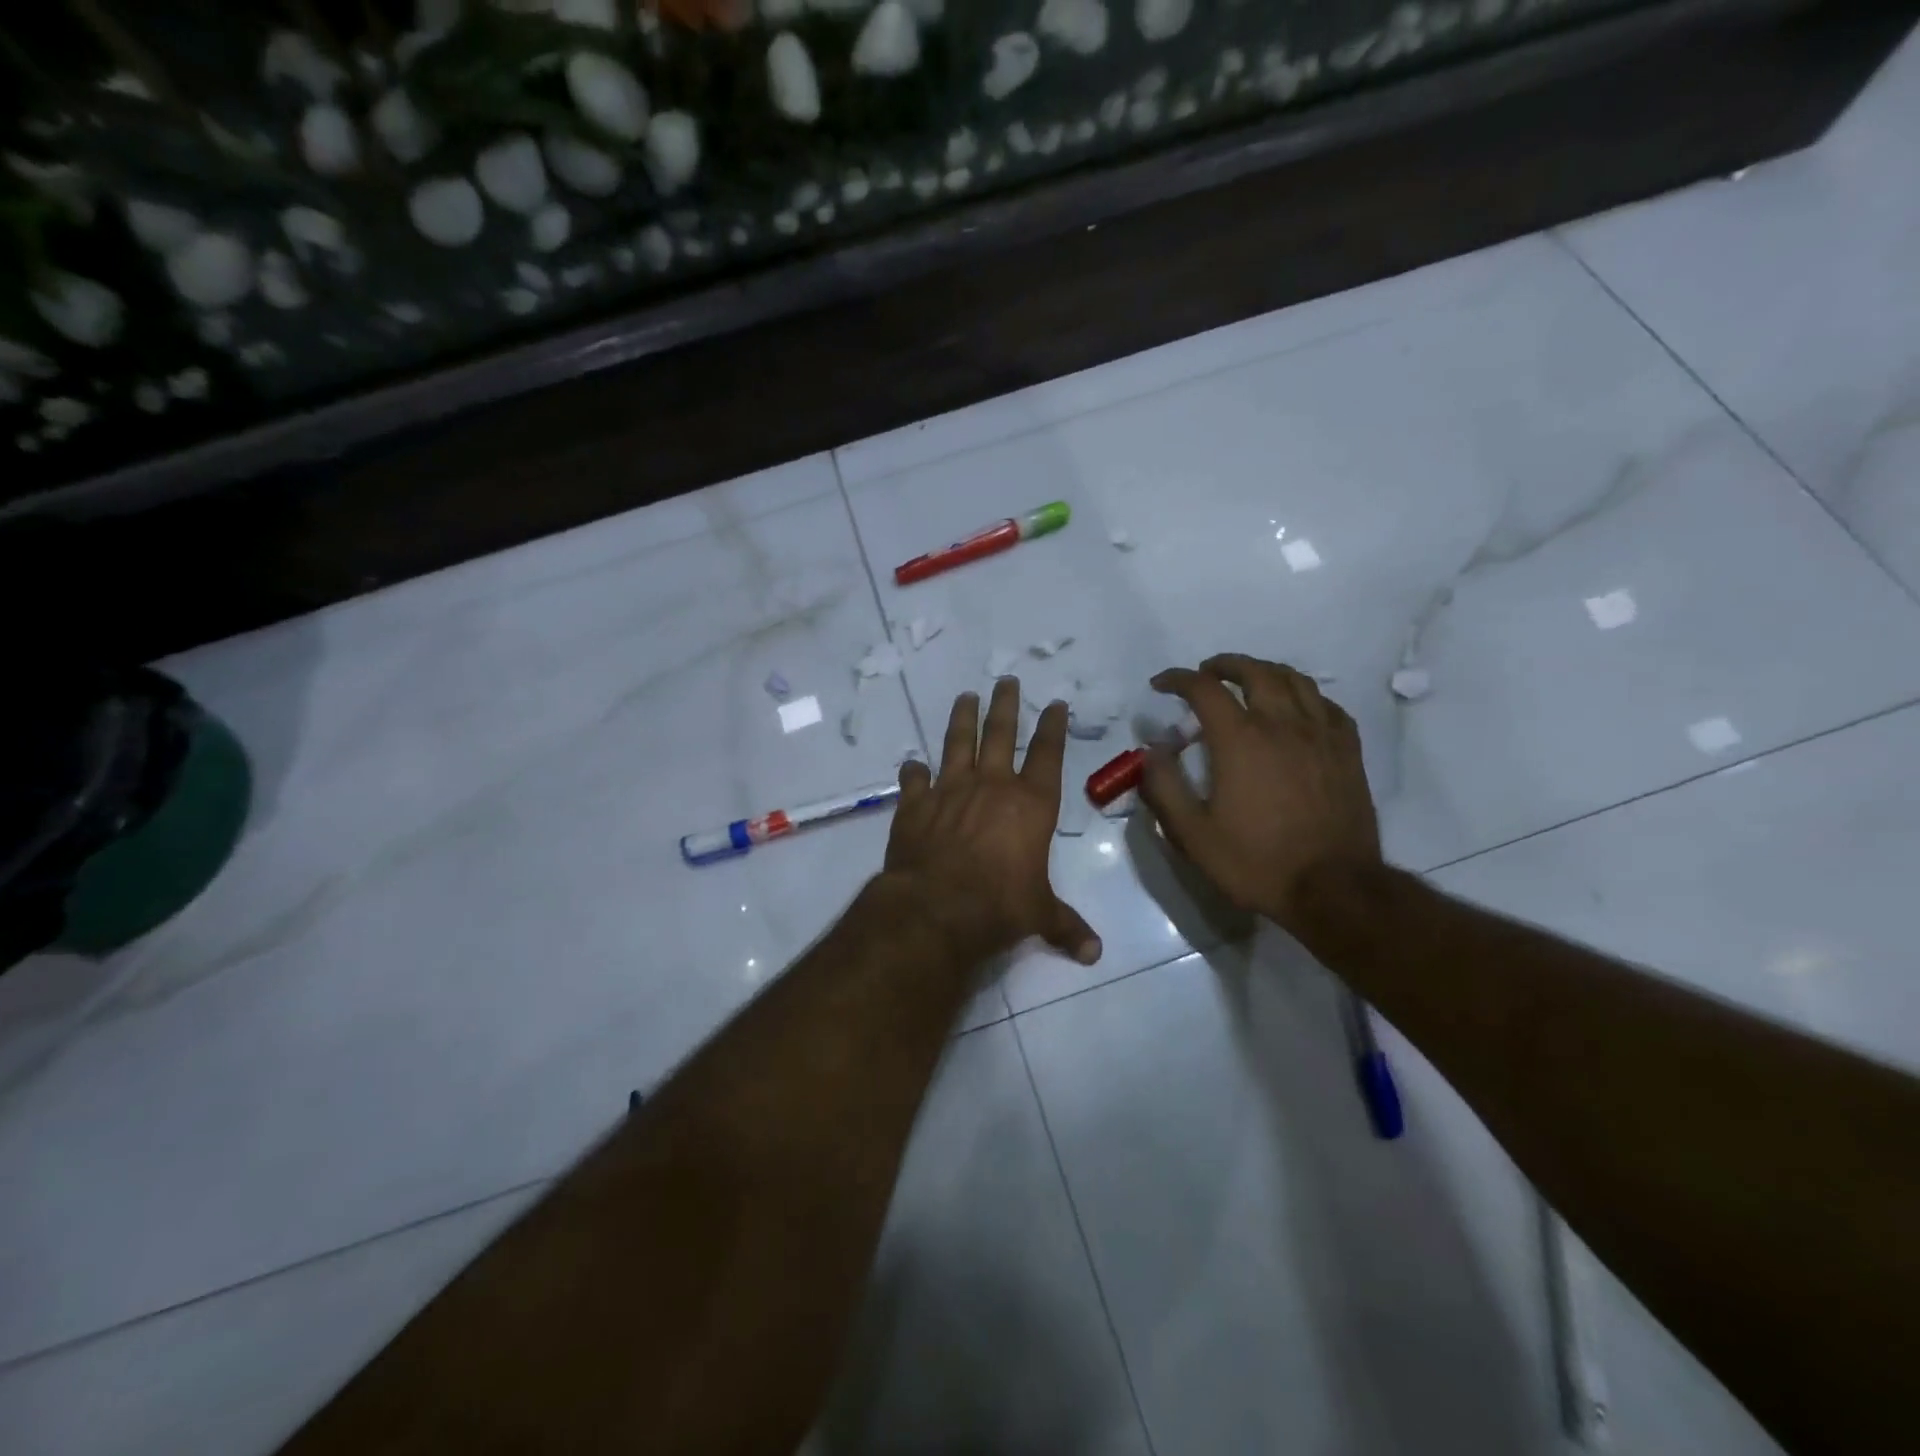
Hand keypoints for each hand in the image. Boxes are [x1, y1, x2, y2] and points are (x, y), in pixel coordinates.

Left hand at [882, 678, 1101, 965]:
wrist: (937, 907)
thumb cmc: (1000, 905)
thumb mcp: (1040, 915)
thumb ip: (1066, 927)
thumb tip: (1094, 955)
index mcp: (1030, 804)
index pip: (1047, 755)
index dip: (1052, 727)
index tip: (1054, 703)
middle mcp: (991, 786)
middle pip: (1000, 734)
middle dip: (1005, 705)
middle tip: (1005, 679)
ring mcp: (950, 791)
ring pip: (957, 743)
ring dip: (962, 718)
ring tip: (966, 696)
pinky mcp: (915, 805)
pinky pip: (915, 780)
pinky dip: (914, 771)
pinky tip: (912, 763)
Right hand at [1138, 654, 1381, 932]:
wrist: (1334, 889)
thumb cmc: (1256, 862)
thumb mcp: (1193, 834)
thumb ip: (1164, 787)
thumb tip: (1152, 751)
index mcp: (1240, 740)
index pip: (1204, 689)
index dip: (1178, 679)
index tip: (1161, 685)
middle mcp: (1282, 725)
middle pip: (1255, 672)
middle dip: (1224, 665)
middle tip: (1206, 673)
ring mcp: (1321, 735)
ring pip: (1295, 680)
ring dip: (1265, 672)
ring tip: (1249, 681)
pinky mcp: (1348, 751)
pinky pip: (1327, 705)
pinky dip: (1304, 696)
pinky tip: (1296, 710)